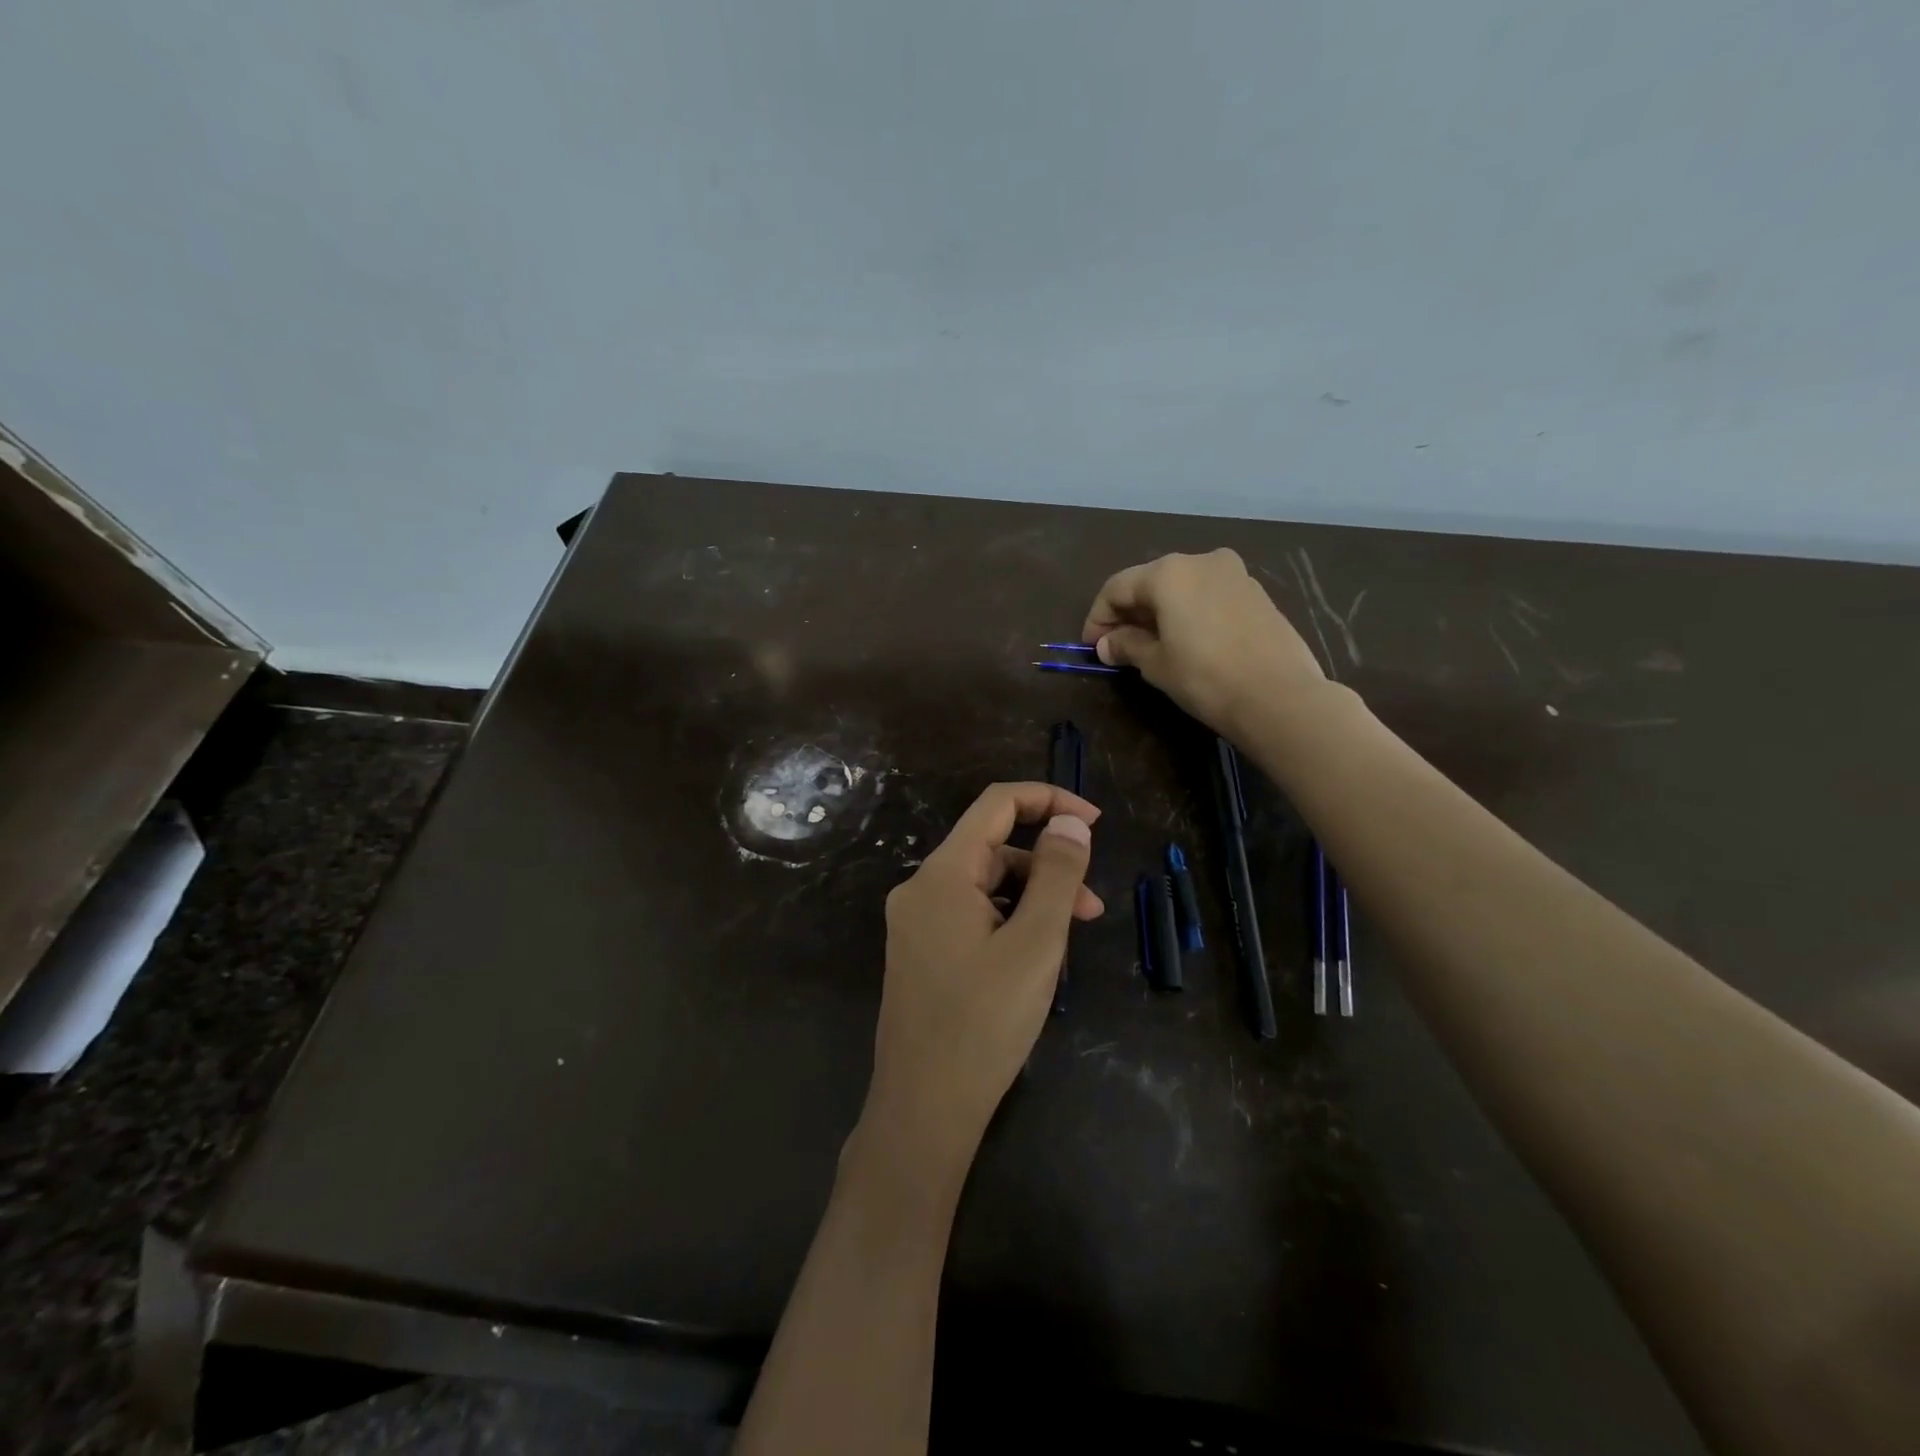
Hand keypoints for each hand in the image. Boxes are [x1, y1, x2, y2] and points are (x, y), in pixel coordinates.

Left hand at [859, 783, 1102, 1187]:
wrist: (923, 1110)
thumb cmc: (984, 1023)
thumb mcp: (1035, 944)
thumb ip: (1057, 875)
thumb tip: (1071, 822)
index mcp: (941, 874)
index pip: (996, 805)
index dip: (1048, 800)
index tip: (1095, 822)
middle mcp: (921, 889)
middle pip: (993, 851)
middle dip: (1047, 869)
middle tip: (1092, 911)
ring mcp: (917, 924)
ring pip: (986, 889)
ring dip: (1032, 902)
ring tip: (1066, 947)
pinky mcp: (921, 954)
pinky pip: (972, 918)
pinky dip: (1009, 926)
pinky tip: (1034, 964)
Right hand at [1082, 548, 1324, 732]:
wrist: (1279, 696)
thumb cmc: (1205, 677)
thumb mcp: (1156, 664)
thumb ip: (1127, 646)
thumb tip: (1107, 644)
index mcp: (1169, 572)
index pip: (1117, 587)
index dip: (1098, 617)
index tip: (1091, 646)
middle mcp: (1201, 561)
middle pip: (1150, 581)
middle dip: (1129, 613)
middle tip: (1116, 646)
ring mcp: (1234, 574)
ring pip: (1182, 587)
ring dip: (1160, 612)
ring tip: (1151, 645)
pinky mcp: (1256, 594)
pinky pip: (1208, 596)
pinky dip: (1189, 612)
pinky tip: (1186, 641)